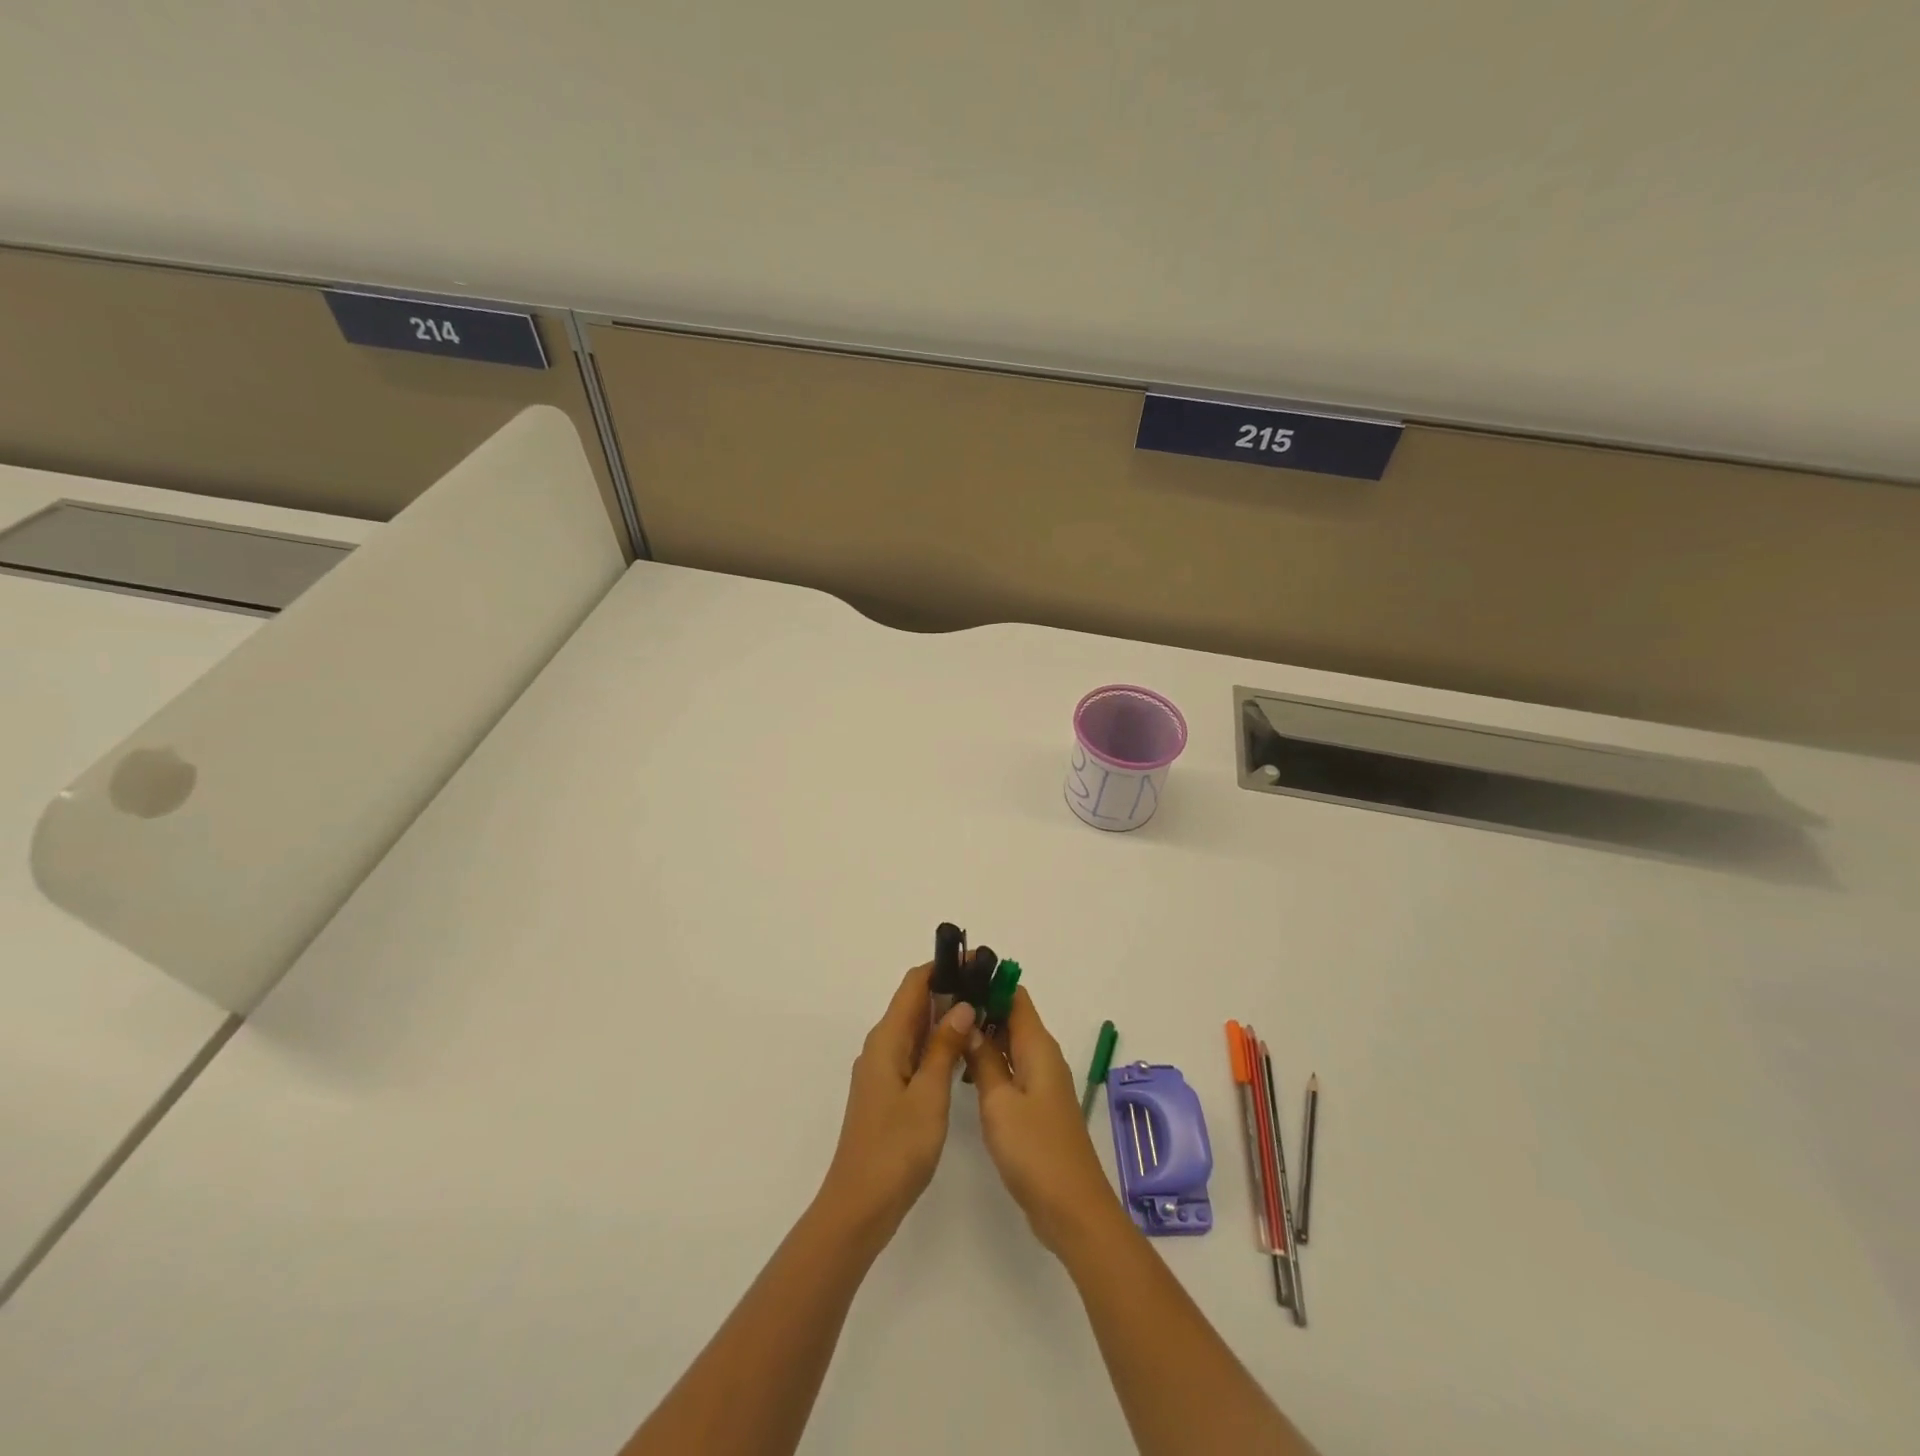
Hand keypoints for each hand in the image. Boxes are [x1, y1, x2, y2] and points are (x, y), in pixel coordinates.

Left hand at [818, 963, 974, 1241]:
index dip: (943, 967)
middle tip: (990, 988)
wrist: (859, 1207)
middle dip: (949, 990)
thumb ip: (944, 1047)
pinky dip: (938, 1045)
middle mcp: (881, 1047)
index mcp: (887, 1040)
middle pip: (915, 1004)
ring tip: (985, 1013)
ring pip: (917, 1030)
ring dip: (946, 1018)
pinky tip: (963, 1053)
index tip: (977, 962)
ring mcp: (883, 1071)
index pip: (914, 984)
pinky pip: (915, 1054)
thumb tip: (961, 1004)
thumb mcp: (928, 1095)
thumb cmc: (895, 1148)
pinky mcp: (889, 1092)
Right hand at [964, 987, 1118, 1252]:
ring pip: (1011, 1044)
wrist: (1072, 1209)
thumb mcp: (999, 1102)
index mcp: (1038, 1047)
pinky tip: (965, 1070)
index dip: (988, 981)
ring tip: (945, 1032)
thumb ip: (983, 1060)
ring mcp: (1042, 1083)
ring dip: (983, 1036)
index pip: (1015, 996)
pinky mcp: (1037, 1106)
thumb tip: (969, 1021)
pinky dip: (991, 1062)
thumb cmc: (1034, 1150)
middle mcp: (1043, 1057)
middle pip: (1012, 1017)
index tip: (955, 977)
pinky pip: (1013, 1069)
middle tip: (939, 1005)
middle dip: (981, 1007)